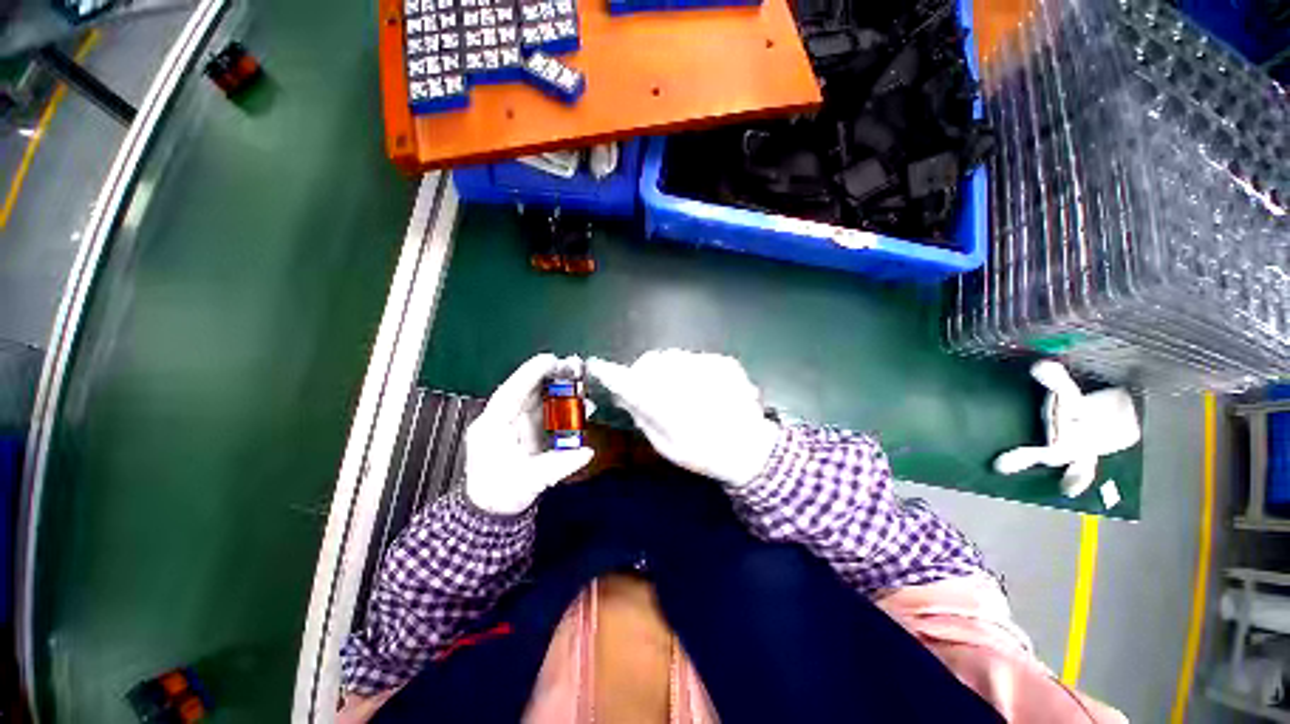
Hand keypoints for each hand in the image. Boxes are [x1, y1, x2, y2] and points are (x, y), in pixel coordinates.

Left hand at [465, 354, 594, 514]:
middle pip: (526, 392)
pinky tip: (579, 407)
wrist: (493, 511)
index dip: (530, 374)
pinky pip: (544, 414)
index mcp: (492, 427)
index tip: (550, 359)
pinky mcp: (525, 432)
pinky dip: (561, 408)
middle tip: (573, 368)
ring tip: (582, 389)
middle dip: (550, 379)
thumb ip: (558, 465)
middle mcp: (502, 420)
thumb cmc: (503, 495)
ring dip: (559, 393)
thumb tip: (587, 451)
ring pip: (537, 401)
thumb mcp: (530, 482)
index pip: (510, 393)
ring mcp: (514, 426)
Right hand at [586, 350, 779, 486]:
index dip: (611, 373)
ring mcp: (709, 368)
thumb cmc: (705, 453)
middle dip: (644, 372)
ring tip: (679, 389)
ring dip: (667, 368)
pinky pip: (694, 357)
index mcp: (670, 407)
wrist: (752, 449)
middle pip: (652, 362)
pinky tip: (699, 386)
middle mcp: (688, 382)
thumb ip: (643, 416)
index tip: (597, 364)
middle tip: (649, 388)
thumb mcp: (666, 445)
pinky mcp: (724, 362)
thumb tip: (625, 394)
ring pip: (673, 356)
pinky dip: (689, 368)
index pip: (632, 383)